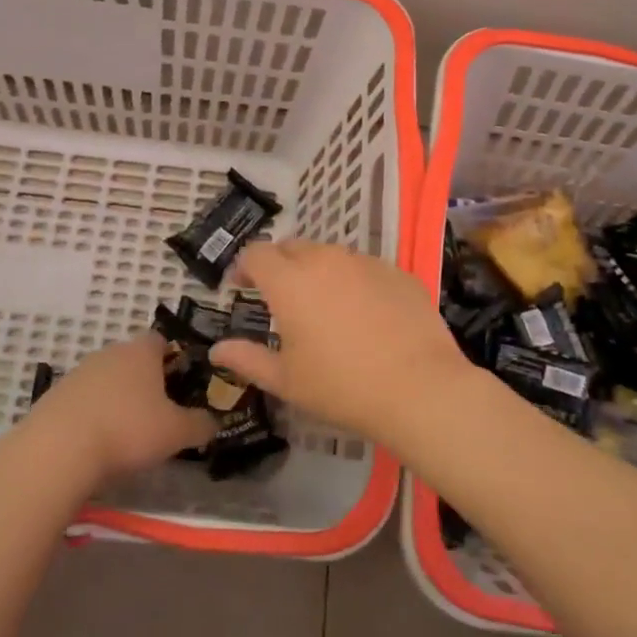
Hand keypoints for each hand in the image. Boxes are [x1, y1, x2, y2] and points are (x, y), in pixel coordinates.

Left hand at [25, 334, 216, 481]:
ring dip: (117, 399)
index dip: (174, 358)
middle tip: (159, 412)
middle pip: (133, 360)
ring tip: (127, 433)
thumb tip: (215, 422)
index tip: (182, 384)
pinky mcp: (54, 396)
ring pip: (107, 380)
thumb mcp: (177, 432)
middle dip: (146, 382)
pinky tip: (96, 443)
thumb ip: (201, 425)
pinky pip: (83, 401)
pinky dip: (93, 416)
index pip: (162, 340)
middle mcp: (109, 352)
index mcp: (141, 351)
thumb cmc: (128, 430)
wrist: (58, 451)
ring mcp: (78, 373)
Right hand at [210, 241, 473, 444]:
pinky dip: (354, 282)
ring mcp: (366, 263)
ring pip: (331, 256)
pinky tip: (364, 314)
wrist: (419, 388)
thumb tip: (217, 350)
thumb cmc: (341, 387)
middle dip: (279, 265)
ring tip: (323, 306)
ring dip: (318, 271)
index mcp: (290, 282)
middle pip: (293, 248)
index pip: (256, 254)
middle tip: (279, 297)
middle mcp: (326, 260)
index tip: (241, 287)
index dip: (243, 266)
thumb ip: (248, 359)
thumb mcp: (287, 380)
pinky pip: (365, 268)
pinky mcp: (398, 273)